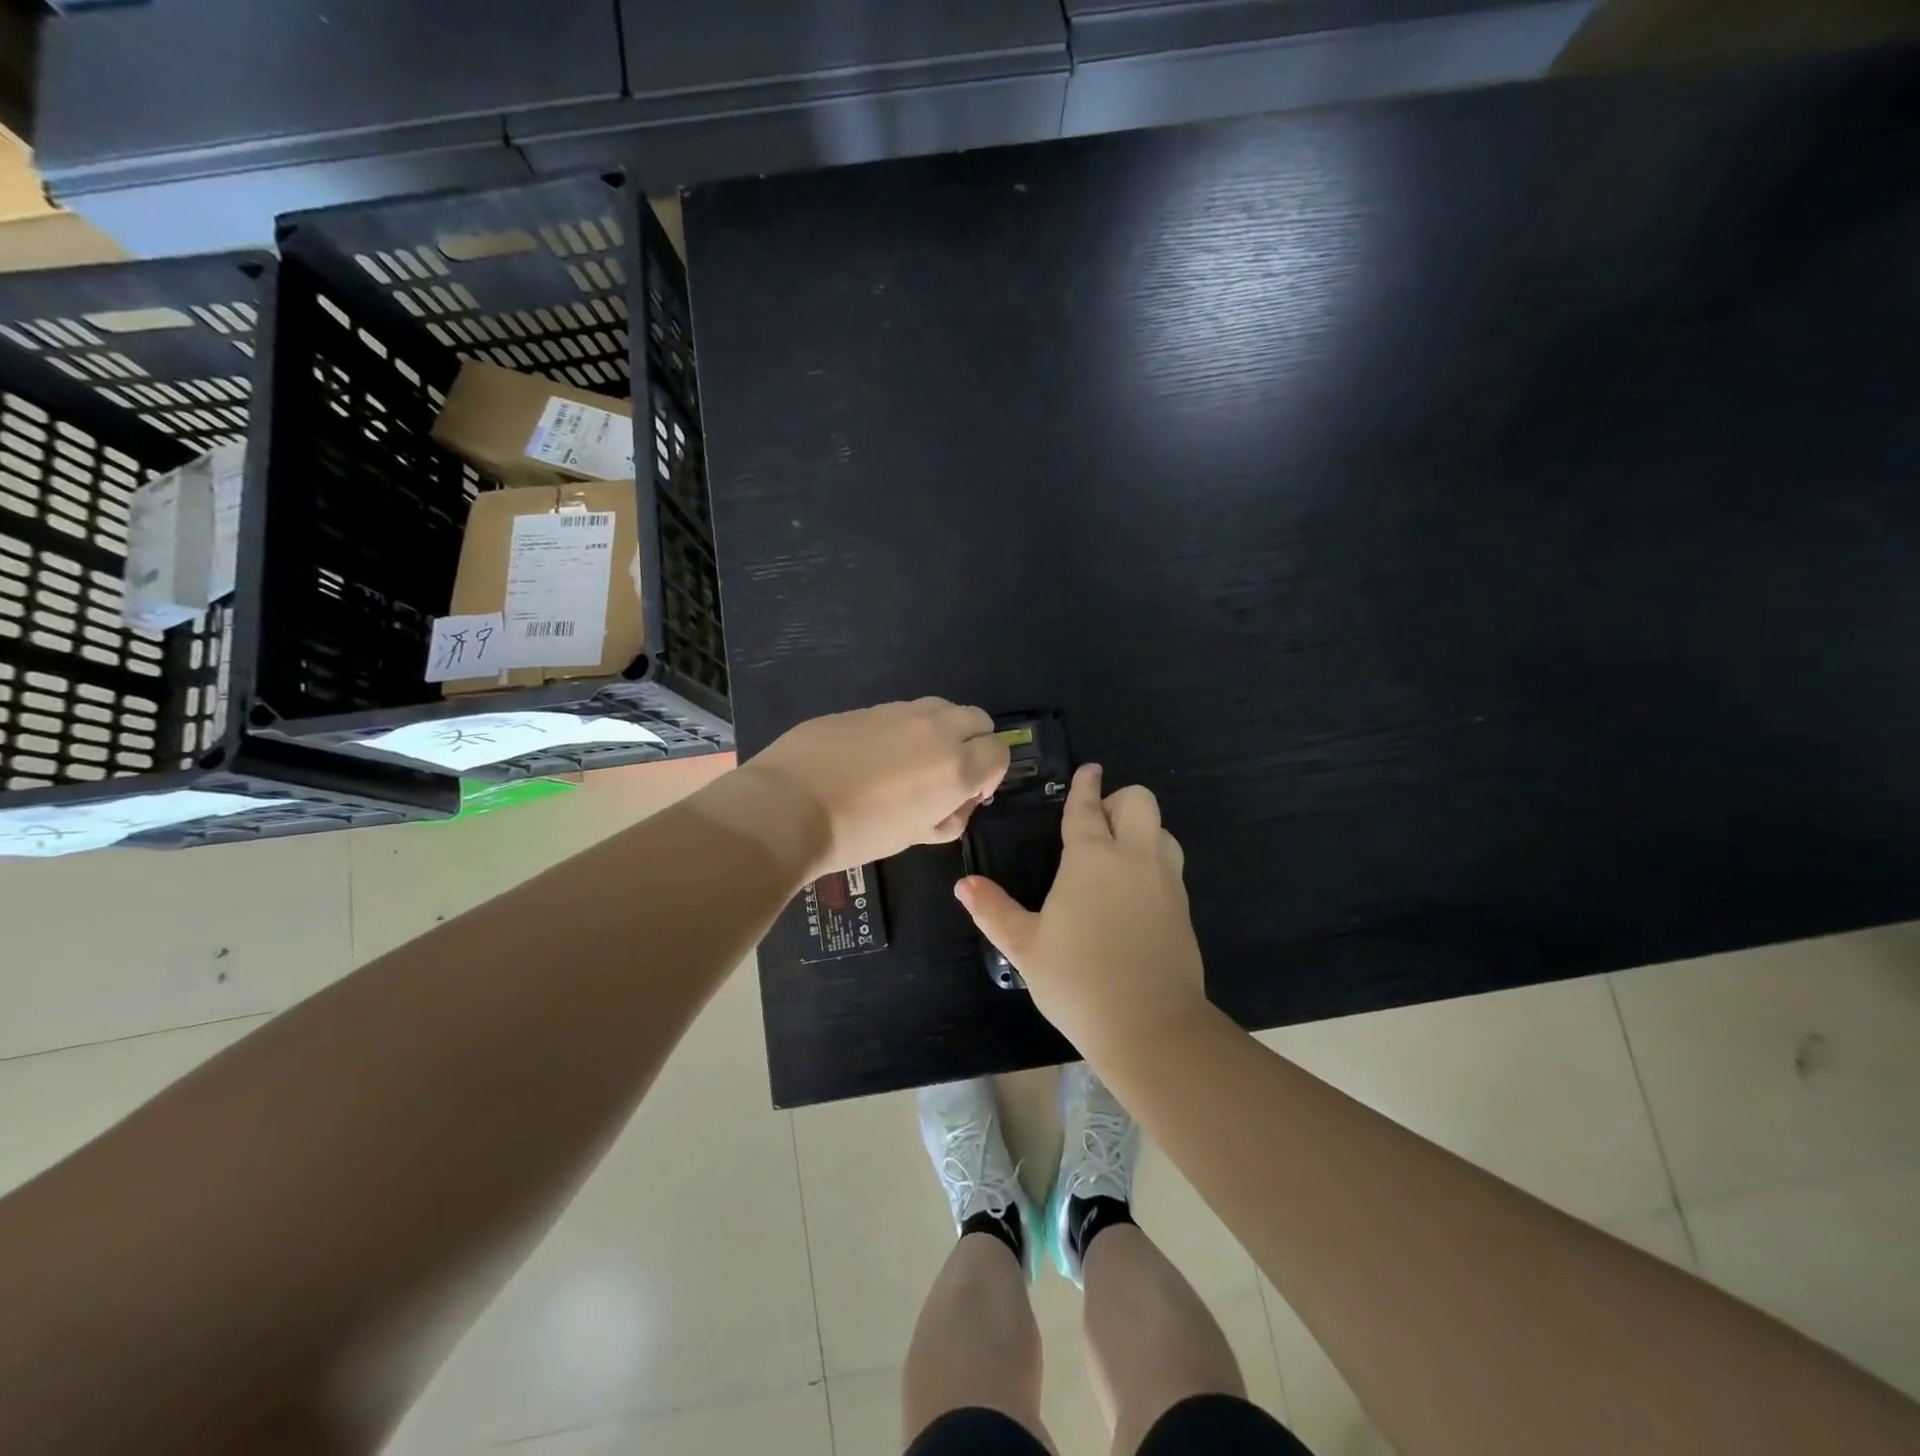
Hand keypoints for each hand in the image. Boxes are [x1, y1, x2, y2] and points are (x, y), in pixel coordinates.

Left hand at [741, 698, 1008, 877]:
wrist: (788, 807)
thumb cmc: (858, 833)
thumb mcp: (915, 836)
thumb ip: (948, 816)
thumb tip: (956, 803)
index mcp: (957, 765)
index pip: (1000, 752)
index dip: (991, 774)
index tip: (970, 794)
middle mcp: (936, 729)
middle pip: (978, 719)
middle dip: (974, 744)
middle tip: (948, 773)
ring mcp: (900, 711)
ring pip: (940, 709)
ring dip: (941, 731)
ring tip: (912, 762)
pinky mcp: (867, 707)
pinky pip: (901, 712)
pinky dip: (903, 729)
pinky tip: (873, 756)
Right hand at [955, 764, 1207, 1053]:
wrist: (1150, 1026)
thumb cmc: (1078, 981)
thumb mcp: (1025, 947)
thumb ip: (993, 911)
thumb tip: (963, 885)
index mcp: (1091, 858)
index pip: (1087, 808)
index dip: (1085, 786)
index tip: (1088, 770)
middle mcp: (1133, 858)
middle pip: (1139, 801)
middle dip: (1118, 801)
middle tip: (1096, 827)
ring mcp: (1165, 881)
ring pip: (1162, 830)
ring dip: (1141, 831)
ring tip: (1116, 858)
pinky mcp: (1182, 908)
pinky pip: (1170, 865)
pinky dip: (1152, 862)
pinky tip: (1132, 895)